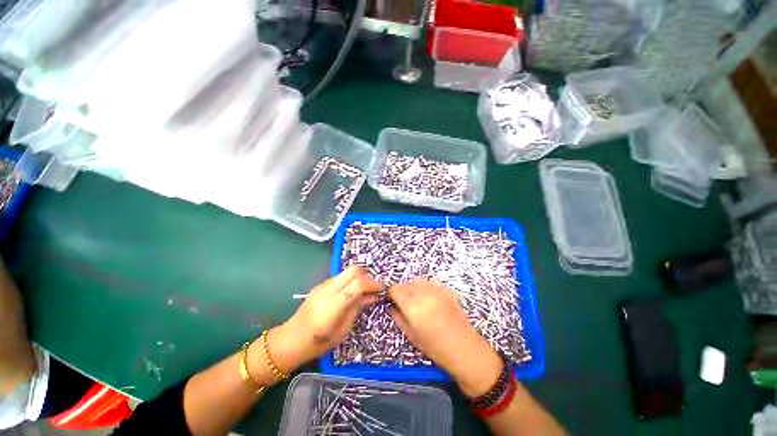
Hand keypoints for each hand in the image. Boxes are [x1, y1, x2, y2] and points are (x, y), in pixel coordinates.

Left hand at [251, 266, 381, 378]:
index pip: (358, 283)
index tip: (381, 289)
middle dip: (366, 275)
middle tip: (372, 288)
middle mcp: (328, 289)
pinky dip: (350, 280)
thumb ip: (357, 307)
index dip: (372, 284)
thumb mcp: (343, 329)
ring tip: (363, 290)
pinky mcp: (320, 285)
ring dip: (358, 277)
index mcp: (334, 303)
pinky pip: (340, 277)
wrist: (290, 340)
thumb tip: (372, 296)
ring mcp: (323, 285)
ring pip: (346, 271)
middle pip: (353, 270)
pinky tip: (351, 292)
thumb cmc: (319, 342)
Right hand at [388, 279, 502, 396]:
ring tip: (417, 300)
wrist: (466, 350)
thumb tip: (391, 306)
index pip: (395, 289)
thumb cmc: (436, 349)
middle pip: (406, 283)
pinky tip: (430, 298)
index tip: (390, 299)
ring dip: (413, 287)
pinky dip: (427, 286)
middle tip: (403, 303)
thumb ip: (398, 318)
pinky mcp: (448, 290)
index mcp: (413, 307)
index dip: (390, 293)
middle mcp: (424, 294)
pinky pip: (432, 282)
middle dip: (401, 291)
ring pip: (418, 280)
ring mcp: (438, 290)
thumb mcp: (412, 336)